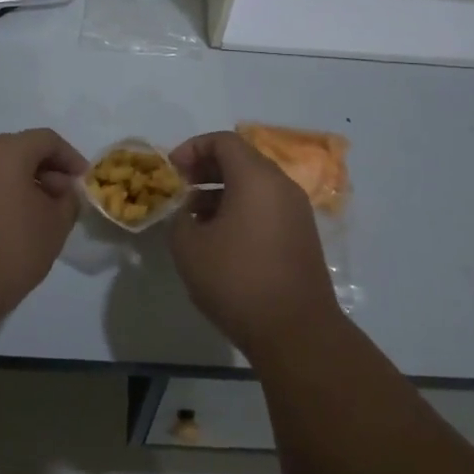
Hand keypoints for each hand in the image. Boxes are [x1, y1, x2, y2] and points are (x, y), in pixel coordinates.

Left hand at [0, 128, 87, 330]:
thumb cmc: (9, 250)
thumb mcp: (55, 225)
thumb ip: (68, 200)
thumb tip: (63, 191)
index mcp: (4, 151)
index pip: (47, 140)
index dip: (71, 158)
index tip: (83, 183)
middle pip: (20, 150)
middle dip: (47, 171)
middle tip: (64, 200)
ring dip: (24, 184)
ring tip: (41, 216)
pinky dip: (2, 197)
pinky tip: (13, 227)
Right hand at [166, 131, 338, 360]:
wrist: (296, 332)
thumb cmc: (237, 280)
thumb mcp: (189, 248)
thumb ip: (178, 219)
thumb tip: (186, 214)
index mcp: (256, 177)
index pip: (223, 141)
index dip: (193, 148)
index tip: (172, 170)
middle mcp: (281, 185)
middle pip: (241, 159)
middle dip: (206, 169)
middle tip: (181, 189)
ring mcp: (296, 211)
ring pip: (255, 185)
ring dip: (222, 191)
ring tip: (194, 217)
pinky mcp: (302, 235)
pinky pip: (267, 206)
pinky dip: (241, 209)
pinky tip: (220, 238)